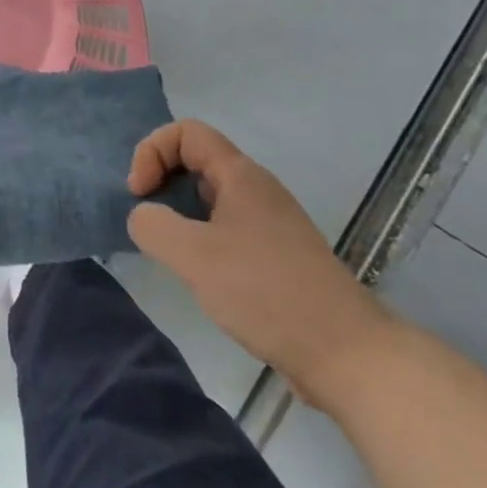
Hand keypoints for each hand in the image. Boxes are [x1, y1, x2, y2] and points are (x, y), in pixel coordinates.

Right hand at [126, 119, 394, 405]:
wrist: (346, 355)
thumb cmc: (266, 292)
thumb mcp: (194, 256)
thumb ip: (153, 226)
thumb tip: (142, 216)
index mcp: (240, 175)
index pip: (186, 132)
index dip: (152, 151)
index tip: (139, 194)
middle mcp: (256, 189)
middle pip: (196, 160)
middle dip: (161, 181)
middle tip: (148, 219)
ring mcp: (269, 224)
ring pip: (209, 197)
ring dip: (179, 213)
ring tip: (168, 250)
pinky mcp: (275, 257)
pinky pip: (225, 228)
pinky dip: (200, 239)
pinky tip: (198, 275)